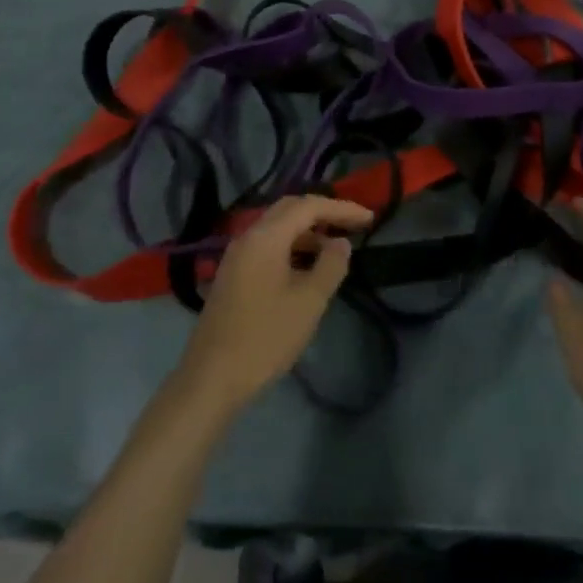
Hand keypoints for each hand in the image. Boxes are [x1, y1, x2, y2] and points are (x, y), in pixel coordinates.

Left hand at [173, 195, 371, 415]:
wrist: (212, 376)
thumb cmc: (266, 337)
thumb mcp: (309, 302)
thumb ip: (330, 265)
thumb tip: (340, 242)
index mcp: (265, 237)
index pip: (308, 206)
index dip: (341, 208)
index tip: (370, 218)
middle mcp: (248, 237)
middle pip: (289, 210)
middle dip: (323, 213)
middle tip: (352, 225)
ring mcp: (237, 255)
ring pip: (277, 229)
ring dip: (307, 232)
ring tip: (335, 249)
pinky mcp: (233, 274)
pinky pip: (267, 246)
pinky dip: (291, 247)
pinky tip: (307, 268)